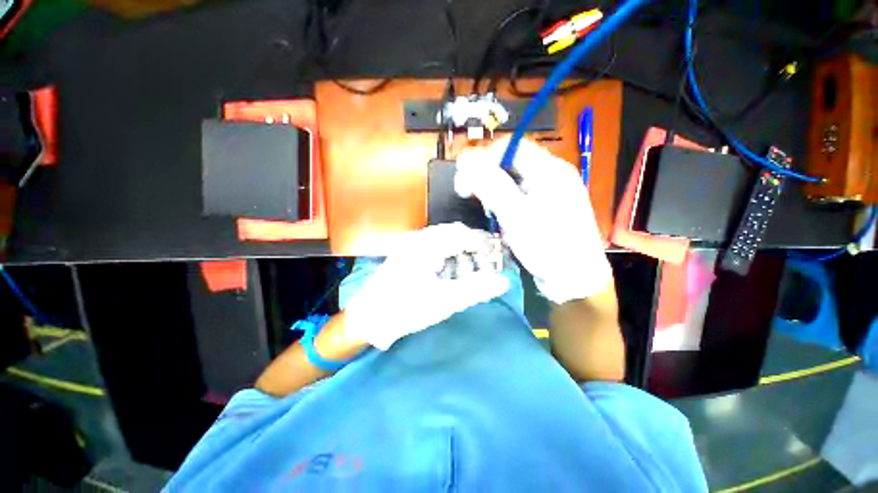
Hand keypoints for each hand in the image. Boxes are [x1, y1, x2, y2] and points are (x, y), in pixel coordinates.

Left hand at [344, 222, 509, 349]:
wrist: (368, 318)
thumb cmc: (405, 309)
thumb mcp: (444, 302)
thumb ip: (476, 290)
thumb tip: (503, 281)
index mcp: (427, 245)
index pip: (463, 234)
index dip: (483, 243)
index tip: (497, 255)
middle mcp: (418, 238)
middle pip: (454, 233)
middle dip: (472, 247)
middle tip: (484, 265)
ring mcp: (410, 244)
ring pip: (443, 239)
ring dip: (459, 251)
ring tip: (467, 272)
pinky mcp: (406, 253)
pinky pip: (433, 246)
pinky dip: (447, 256)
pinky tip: (449, 272)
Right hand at [455, 138, 611, 304]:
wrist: (574, 280)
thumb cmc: (547, 246)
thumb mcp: (516, 214)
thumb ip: (491, 184)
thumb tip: (466, 161)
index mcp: (550, 170)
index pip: (511, 147)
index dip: (484, 157)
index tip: (465, 178)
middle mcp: (551, 177)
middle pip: (511, 164)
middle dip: (486, 176)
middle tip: (469, 195)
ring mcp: (549, 194)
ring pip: (512, 182)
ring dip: (493, 192)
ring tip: (486, 209)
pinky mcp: (544, 210)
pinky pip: (518, 198)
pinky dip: (503, 205)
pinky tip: (500, 218)